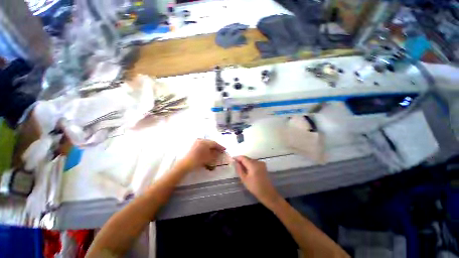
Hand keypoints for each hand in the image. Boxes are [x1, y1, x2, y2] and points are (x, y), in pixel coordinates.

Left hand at [177, 139, 225, 171]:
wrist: (184, 164)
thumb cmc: (197, 161)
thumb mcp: (208, 158)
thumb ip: (215, 154)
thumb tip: (219, 152)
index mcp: (204, 142)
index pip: (214, 143)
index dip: (220, 146)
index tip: (224, 149)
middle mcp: (199, 140)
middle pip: (209, 142)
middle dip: (215, 146)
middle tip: (219, 150)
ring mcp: (194, 142)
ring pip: (204, 143)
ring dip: (209, 147)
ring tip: (213, 151)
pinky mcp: (191, 146)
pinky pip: (200, 145)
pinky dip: (204, 148)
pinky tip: (206, 152)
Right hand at [234, 156, 281, 206]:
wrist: (266, 192)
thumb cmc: (254, 187)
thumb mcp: (244, 179)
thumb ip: (239, 169)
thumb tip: (235, 163)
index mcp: (253, 164)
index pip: (243, 158)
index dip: (237, 158)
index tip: (232, 160)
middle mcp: (258, 162)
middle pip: (248, 159)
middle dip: (241, 161)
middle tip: (235, 166)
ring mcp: (262, 164)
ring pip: (251, 161)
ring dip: (246, 163)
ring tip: (241, 169)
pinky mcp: (264, 167)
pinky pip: (255, 164)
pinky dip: (250, 165)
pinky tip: (247, 171)